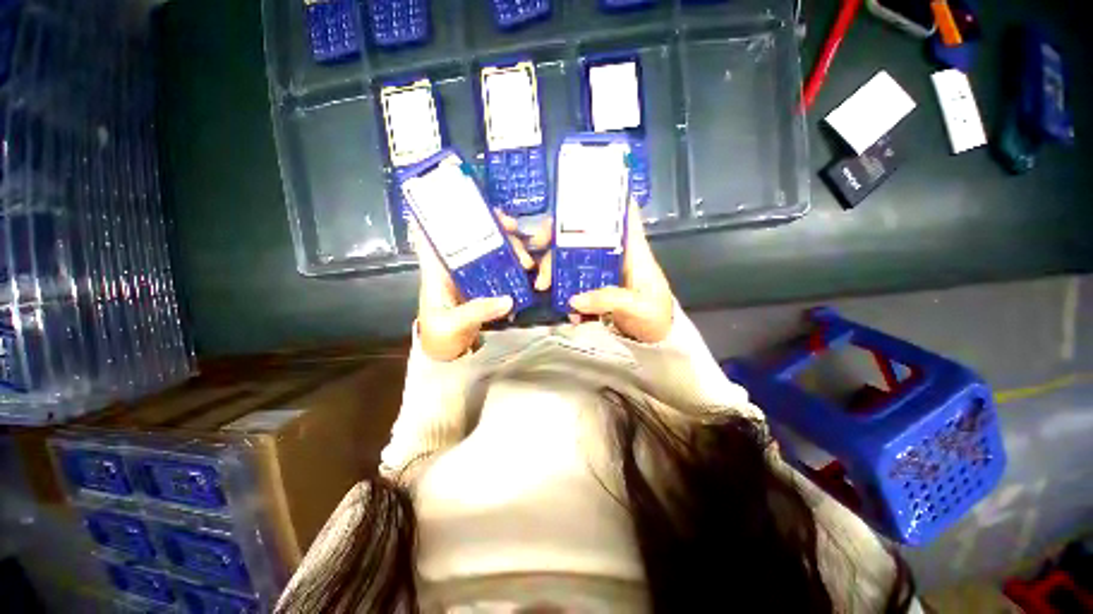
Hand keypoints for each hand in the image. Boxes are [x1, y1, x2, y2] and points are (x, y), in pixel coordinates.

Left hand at [413, 211, 535, 360]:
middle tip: (514, 229)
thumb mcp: (453, 324)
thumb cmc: (439, 336)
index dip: (445, 213)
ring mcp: (471, 275)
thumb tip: (508, 300)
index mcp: (437, 270)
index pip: (433, 233)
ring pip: (489, 250)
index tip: (466, 203)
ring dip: (508, 247)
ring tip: (526, 259)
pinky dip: (512, 265)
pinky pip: (499, 268)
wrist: (446, 353)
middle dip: (493, 228)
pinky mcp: (484, 285)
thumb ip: (478, 311)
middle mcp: (454, 266)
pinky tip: (525, 267)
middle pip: (471, 237)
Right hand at [538, 200, 673, 343]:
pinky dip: (561, 286)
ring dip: (553, 264)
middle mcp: (615, 253)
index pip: (623, 213)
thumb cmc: (655, 316)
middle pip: (585, 233)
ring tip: (543, 284)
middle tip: (538, 245)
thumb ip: (609, 300)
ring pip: (573, 255)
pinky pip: (572, 278)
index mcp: (633, 249)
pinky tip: (560, 303)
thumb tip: (573, 299)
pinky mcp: (594, 285)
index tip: (577, 195)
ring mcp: (602, 269)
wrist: (655, 339)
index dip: (605, 197)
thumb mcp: (638, 307)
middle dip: (559, 234)